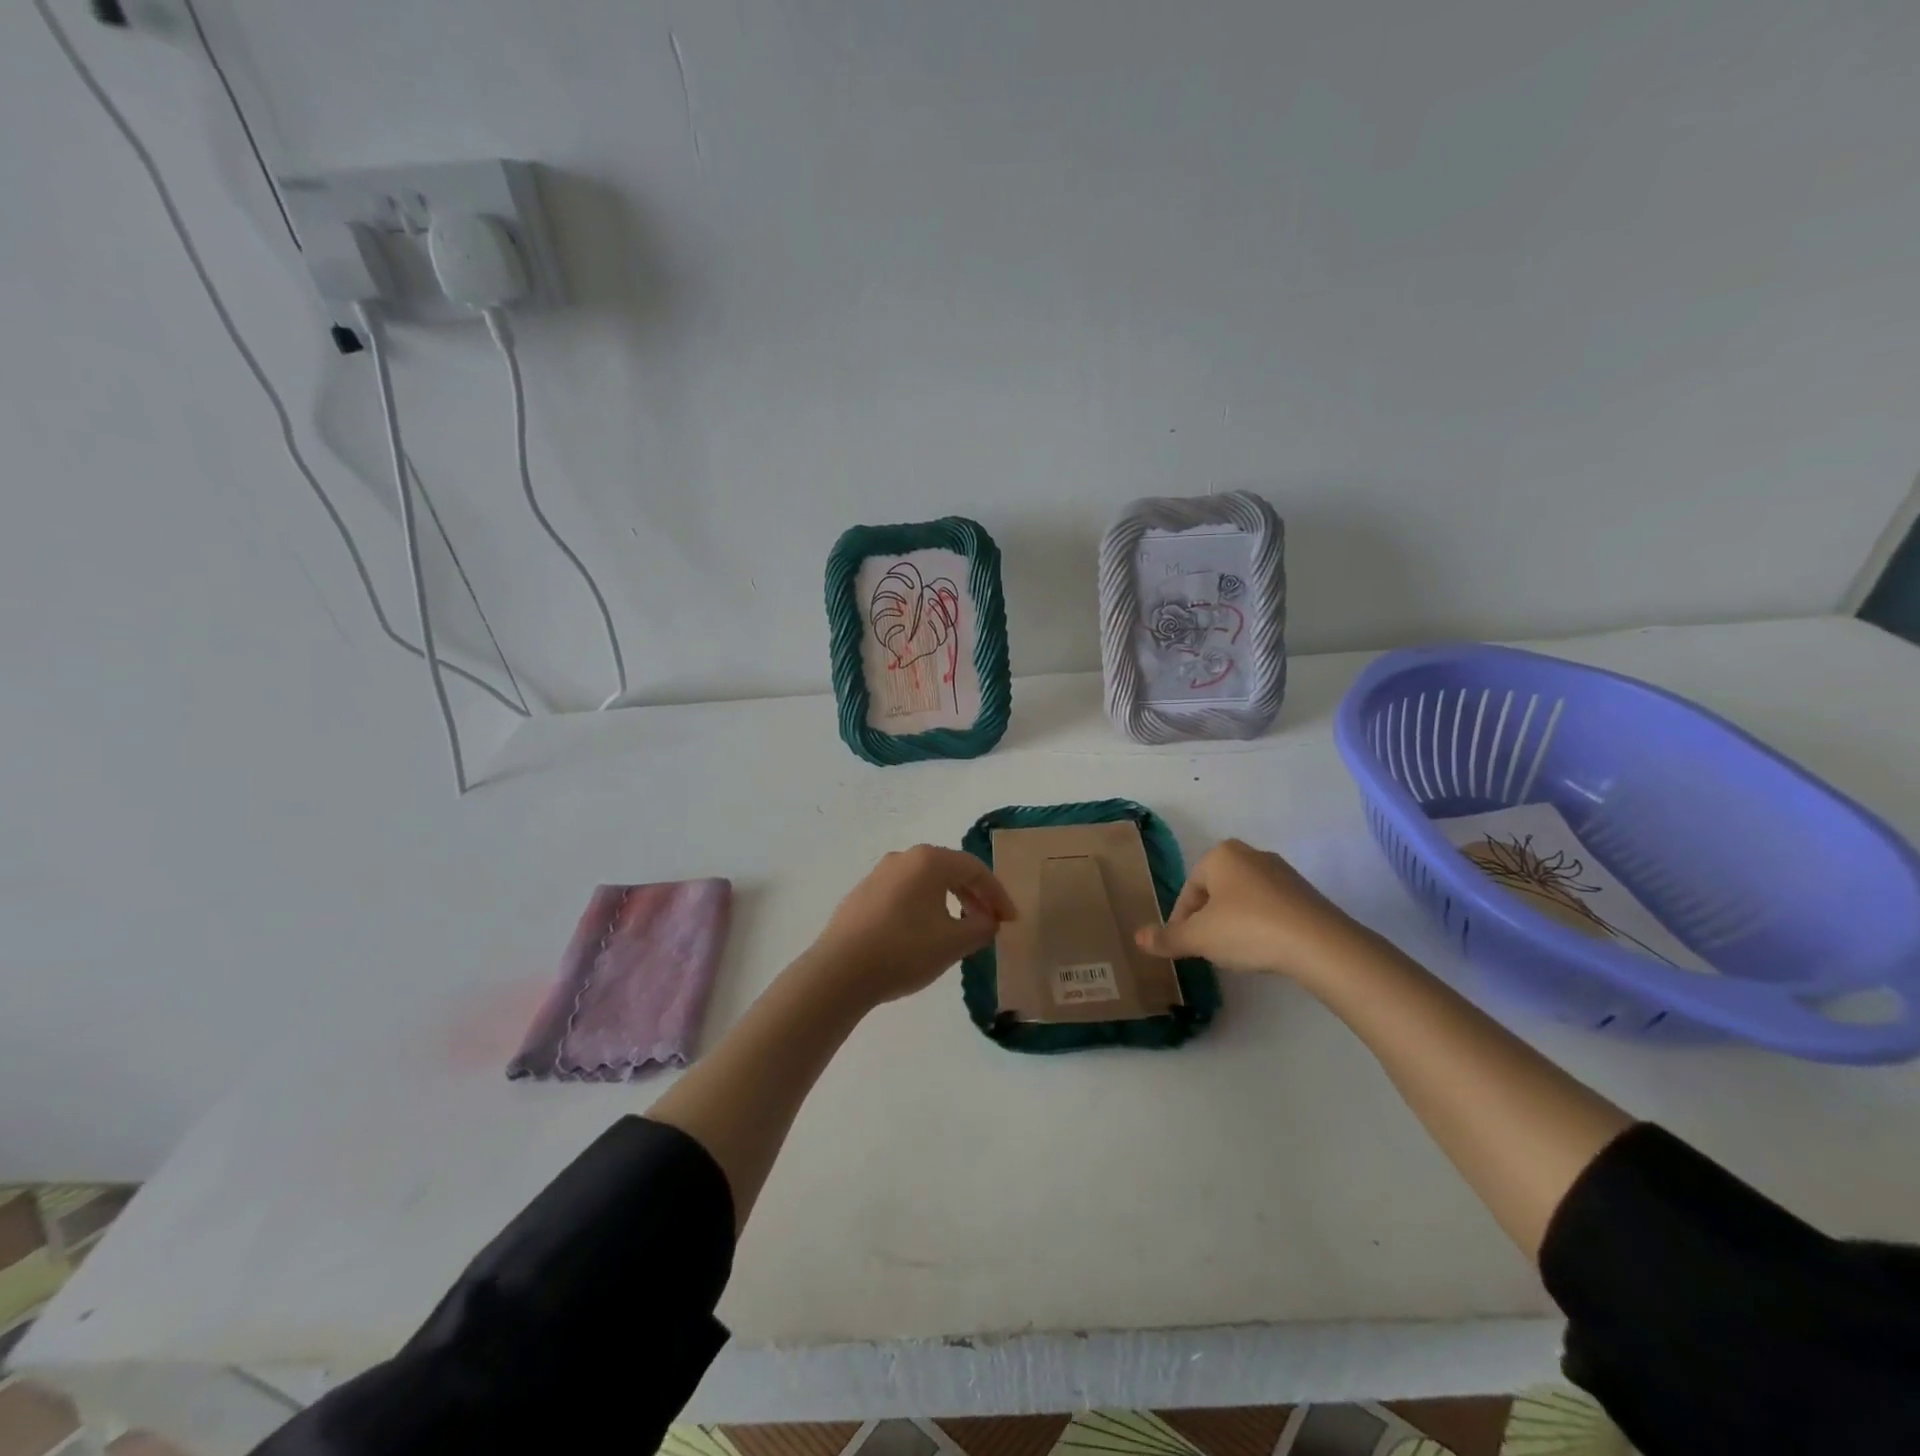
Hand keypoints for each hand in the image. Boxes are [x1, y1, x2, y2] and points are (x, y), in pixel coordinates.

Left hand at [804, 845, 1015, 1007]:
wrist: (839, 971)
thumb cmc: (904, 950)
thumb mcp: (953, 943)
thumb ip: (980, 928)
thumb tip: (988, 921)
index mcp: (929, 860)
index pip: (975, 869)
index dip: (998, 894)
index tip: (1010, 920)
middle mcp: (903, 858)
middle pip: (950, 871)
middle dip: (975, 896)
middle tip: (990, 923)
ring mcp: (879, 874)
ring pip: (926, 882)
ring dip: (949, 901)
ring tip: (960, 930)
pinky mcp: (862, 894)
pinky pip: (904, 894)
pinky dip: (924, 907)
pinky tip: (925, 934)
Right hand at [1134, 838, 1358, 978]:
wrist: (1319, 944)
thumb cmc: (1248, 930)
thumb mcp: (1200, 938)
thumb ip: (1168, 938)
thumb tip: (1138, 938)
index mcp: (1221, 855)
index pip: (1189, 890)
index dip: (1181, 921)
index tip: (1184, 947)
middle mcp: (1250, 854)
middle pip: (1215, 892)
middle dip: (1208, 920)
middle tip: (1208, 949)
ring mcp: (1281, 872)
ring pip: (1243, 900)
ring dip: (1233, 923)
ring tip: (1236, 953)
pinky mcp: (1304, 893)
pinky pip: (1270, 908)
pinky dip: (1260, 926)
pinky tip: (1264, 949)